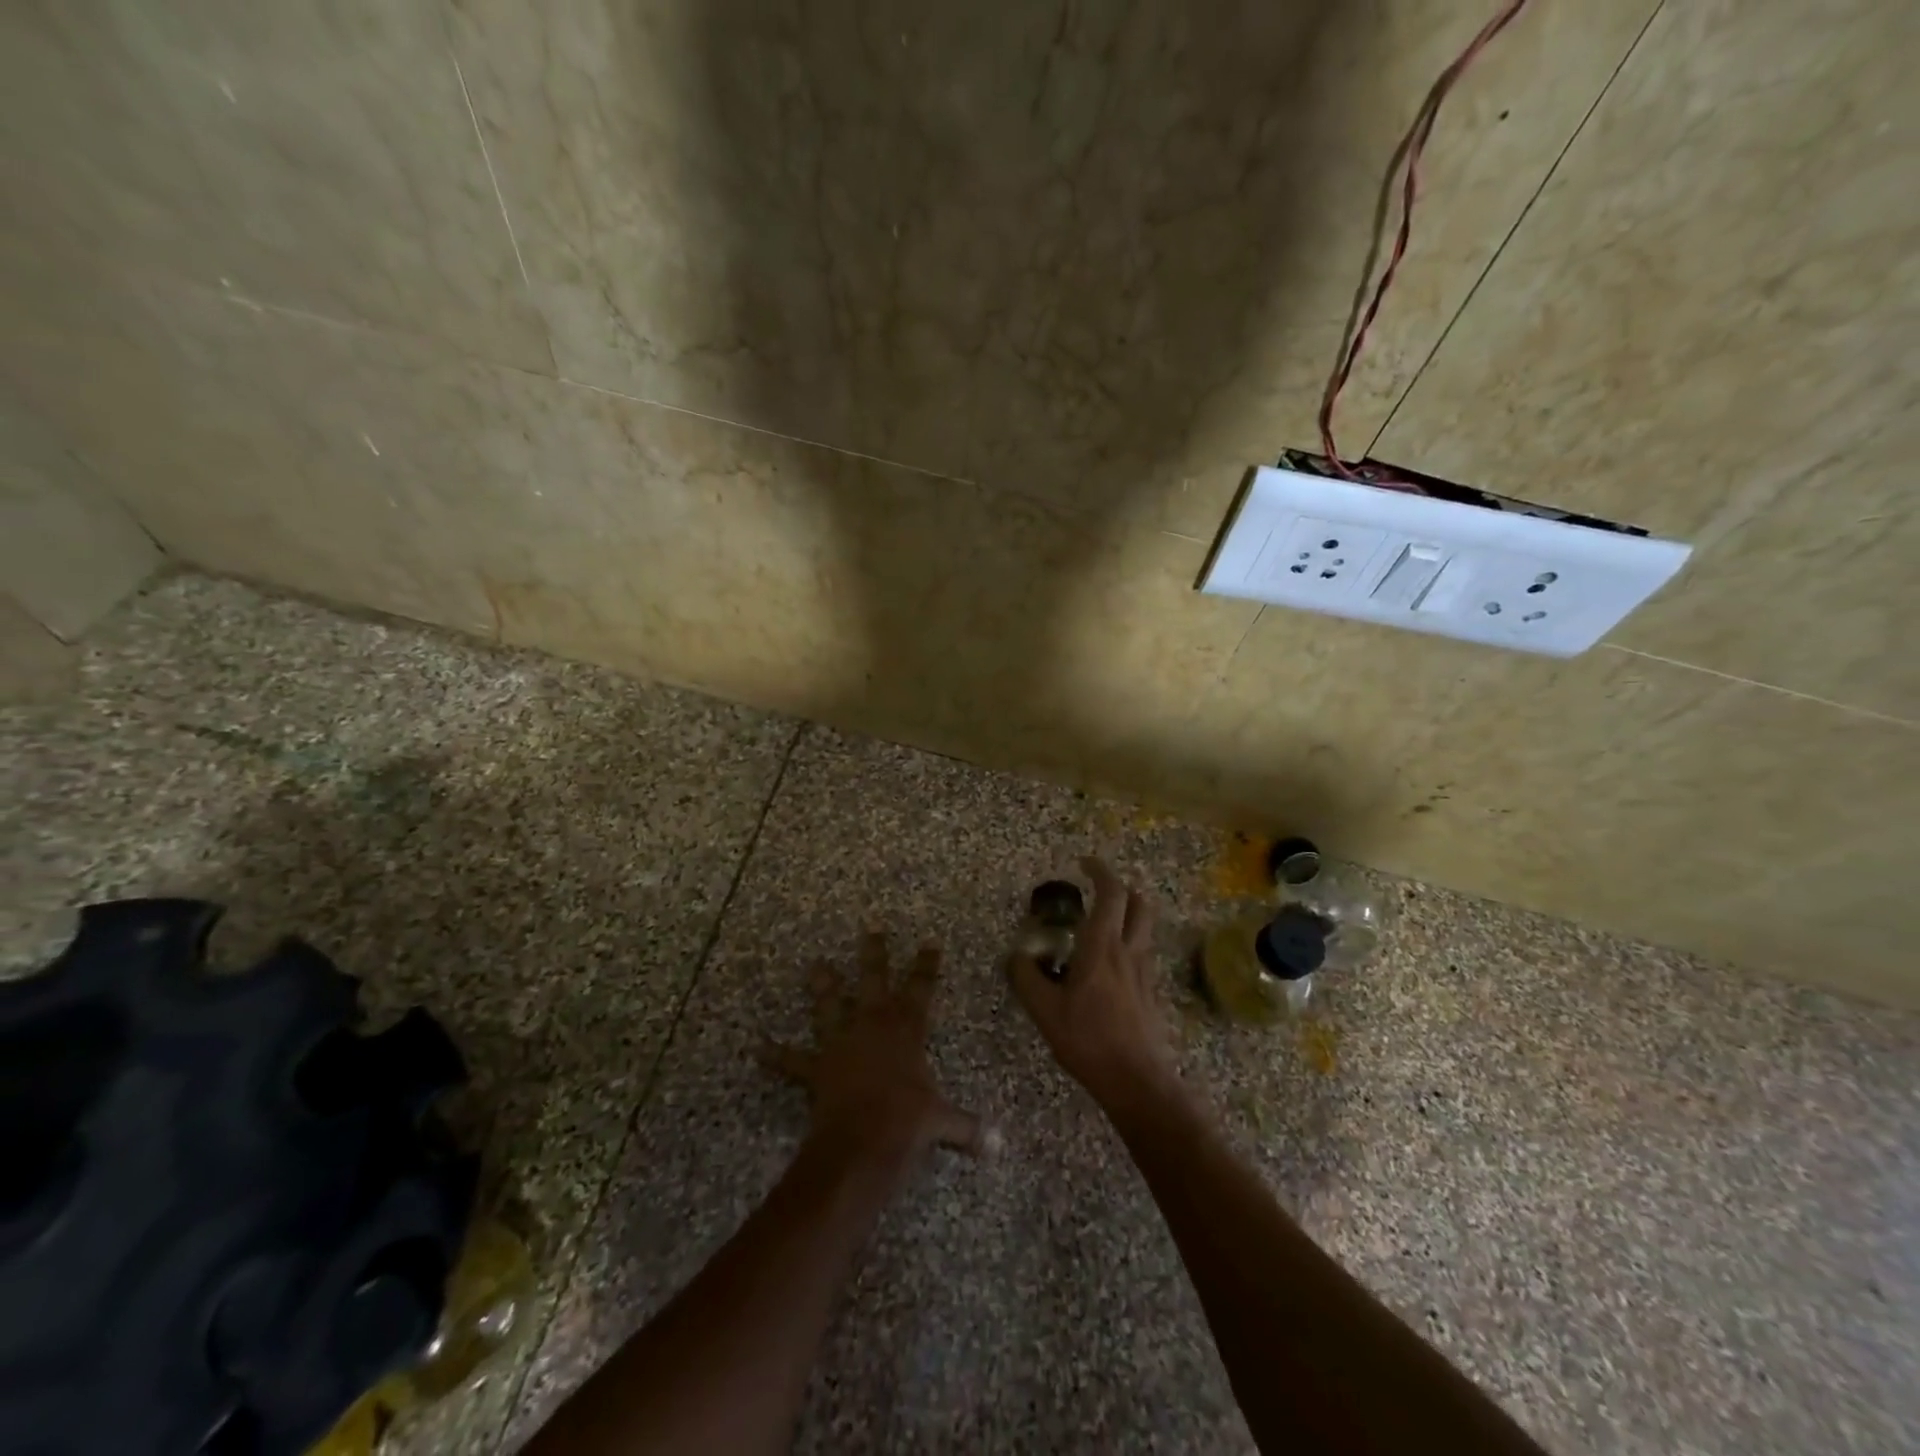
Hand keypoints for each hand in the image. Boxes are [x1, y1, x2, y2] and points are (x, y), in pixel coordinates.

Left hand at [760, 934, 984, 1175]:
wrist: (863, 1142)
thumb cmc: (908, 1123)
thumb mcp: (943, 1123)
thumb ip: (968, 1129)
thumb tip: (998, 1145)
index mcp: (907, 1030)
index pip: (921, 989)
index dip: (926, 965)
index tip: (929, 942)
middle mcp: (873, 1026)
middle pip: (874, 981)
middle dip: (874, 954)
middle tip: (870, 928)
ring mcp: (842, 1043)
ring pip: (831, 1006)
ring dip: (823, 986)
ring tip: (816, 965)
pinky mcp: (817, 1067)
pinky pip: (793, 1060)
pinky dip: (776, 1055)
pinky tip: (757, 1048)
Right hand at [1009, 856, 1179, 1112]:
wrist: (1137, 1081)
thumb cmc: (1088, 1040)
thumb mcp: (1045, 1011)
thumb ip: (1027, 978)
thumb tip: (1016, 956)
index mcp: (1102, 946)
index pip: (1111, 893)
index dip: (1100, 871)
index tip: (1084, 863)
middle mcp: (1129, 950)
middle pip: (1139, 903)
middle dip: (1121, 888)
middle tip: (1098, 890)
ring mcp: (1145, 971)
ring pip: (1145, 927)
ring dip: (1129, 913)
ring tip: (1103, 923)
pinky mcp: (1152, 992)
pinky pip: (1144, 952)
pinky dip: (1130, 942)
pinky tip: (1111, 964)